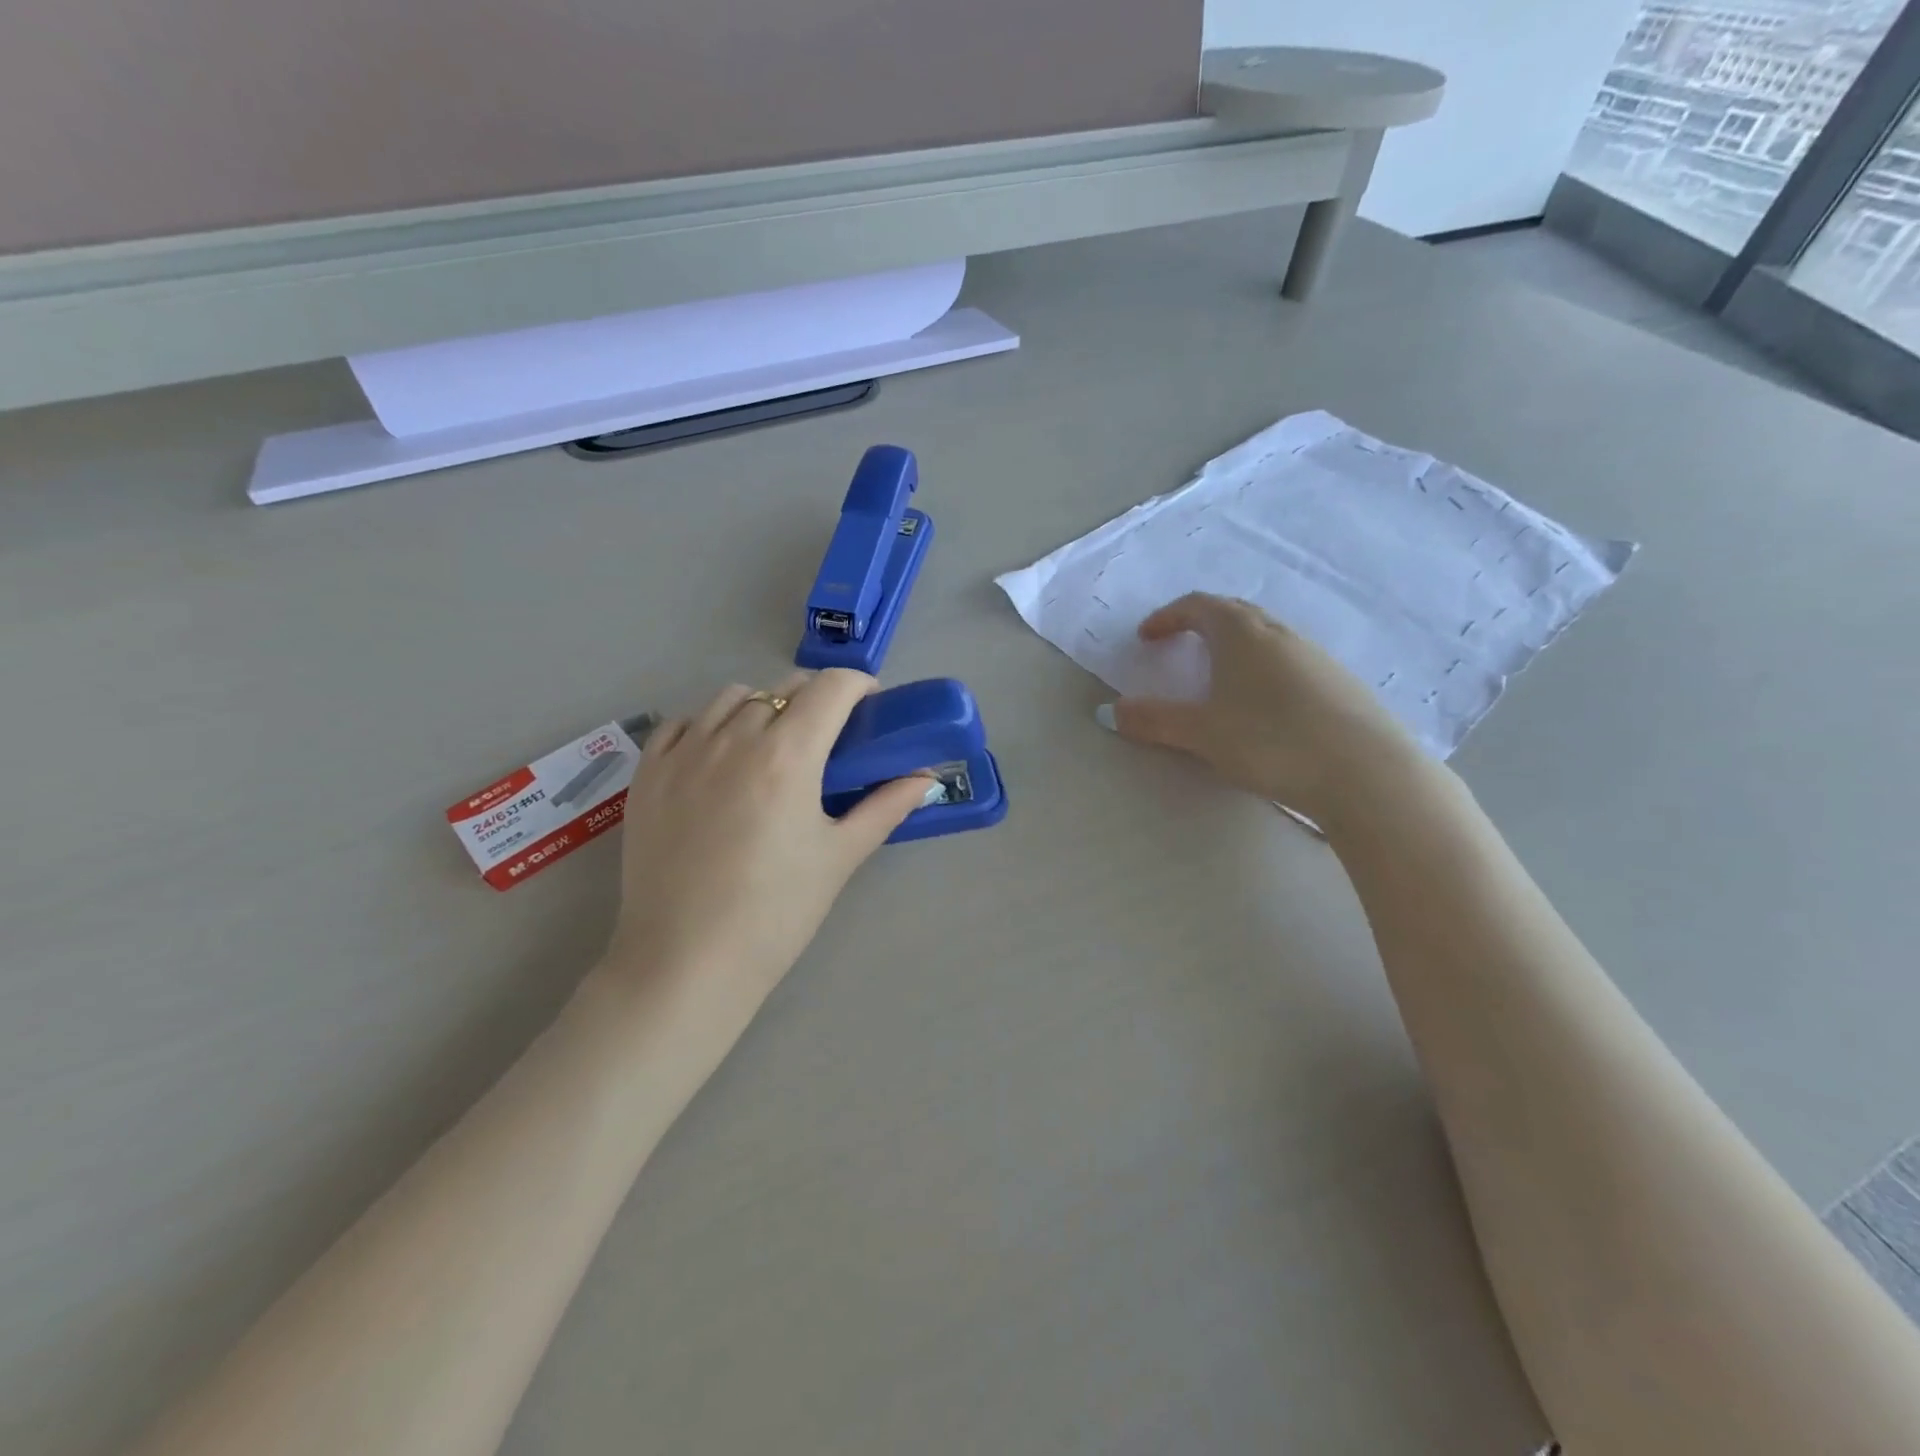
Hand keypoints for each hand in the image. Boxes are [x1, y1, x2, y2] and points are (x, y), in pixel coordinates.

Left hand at [604, 670, 933, 1011]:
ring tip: (773, 747)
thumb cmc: (776, 912)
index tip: (871, 707)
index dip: (860, 685)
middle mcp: (734, 739)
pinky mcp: (648, 773)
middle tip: (830, 737)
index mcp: (788, 755)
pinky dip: (710, 724)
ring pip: (732, 698)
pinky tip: (720, 757)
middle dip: (817, 698)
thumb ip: (885, 807)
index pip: (831, 688)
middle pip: (784, 688)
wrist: (686, 962)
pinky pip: (684, 723)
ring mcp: (684, 753)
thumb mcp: (840, 856)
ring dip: (764, 707)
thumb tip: (925, 778)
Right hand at [1107, 593, 1432, 828]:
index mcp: (1241, 634)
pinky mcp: (1339, 683)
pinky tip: (1265, 707)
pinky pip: (1290, 662)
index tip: (1147, 637)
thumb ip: (1154, 720)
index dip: (1167, 617)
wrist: (1365, 772)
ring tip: (1219, 678)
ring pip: (1266, 638)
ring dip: (1235, 647)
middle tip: (1180, 647)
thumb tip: (1111, 711)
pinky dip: (1264, 669)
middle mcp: (1279, 634)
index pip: (1198, 606)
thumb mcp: (1201, 734)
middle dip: (1201, 624)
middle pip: (1234, 614)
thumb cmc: (1270, 741)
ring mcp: (1315, 656)